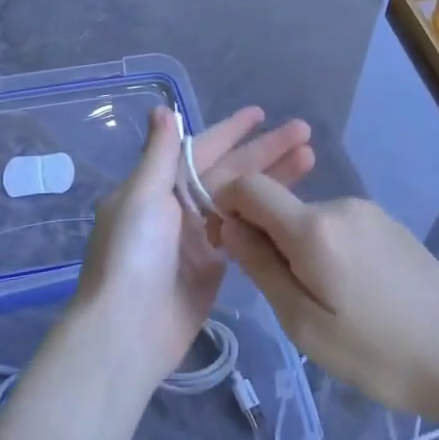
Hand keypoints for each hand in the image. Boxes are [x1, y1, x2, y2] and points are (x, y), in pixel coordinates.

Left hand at [72, 105, 314, 386]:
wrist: (128, 330)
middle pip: (230, 171)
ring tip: (310, 158)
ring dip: (273, 180)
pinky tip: (294, 204)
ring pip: (243, 199)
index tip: (261, 113)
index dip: (231, 131)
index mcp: (159, 185)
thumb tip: (161, 109)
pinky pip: (245, 232)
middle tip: (304, 132)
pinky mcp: (215, 266)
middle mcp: (180, 206)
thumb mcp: (142, 197)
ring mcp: (199, 237)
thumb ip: (159, 154)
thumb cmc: (132, 255)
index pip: (202, 149)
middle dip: (265, 151)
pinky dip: (266, 217)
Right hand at [214, 178, 438, 421]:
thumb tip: (230, 226)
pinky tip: (355, 294)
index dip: (227, 207)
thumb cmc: (377, 352)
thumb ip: (261, 267)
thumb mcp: (304, 323)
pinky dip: (328, 250)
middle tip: (285, 297)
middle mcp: (340, 203)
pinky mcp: (390, 225)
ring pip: (310, 220)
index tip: (229, 247)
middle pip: (280, 207)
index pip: (249, 187)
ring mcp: (370, 211)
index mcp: (313, 226)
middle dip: (266, 239)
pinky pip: (340, 228)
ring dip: (300, 249)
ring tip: (327, 304)